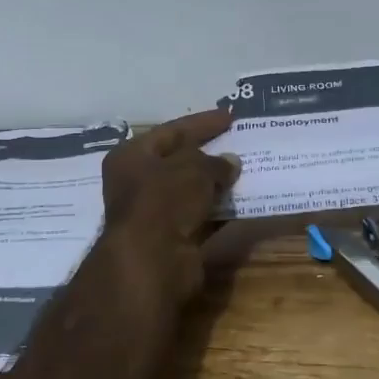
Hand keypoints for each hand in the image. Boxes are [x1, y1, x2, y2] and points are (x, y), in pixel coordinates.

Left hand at [101, 108, 239, 301]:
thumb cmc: (164, 200)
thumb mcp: (193, 169)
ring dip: (216, 184)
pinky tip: (243, 202)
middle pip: (179, 162)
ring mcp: (155, 214)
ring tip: (247, 171)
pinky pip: (201, 218)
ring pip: (191, 192)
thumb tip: (231, 162)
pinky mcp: (173, 239)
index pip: (171, 131)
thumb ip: (214, 162)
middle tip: (239, 143)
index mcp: (131, 157)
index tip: (230, 117)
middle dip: (209, 154)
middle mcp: (137, 183)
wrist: (152, 261)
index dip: (201, 123)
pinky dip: (219, 211)